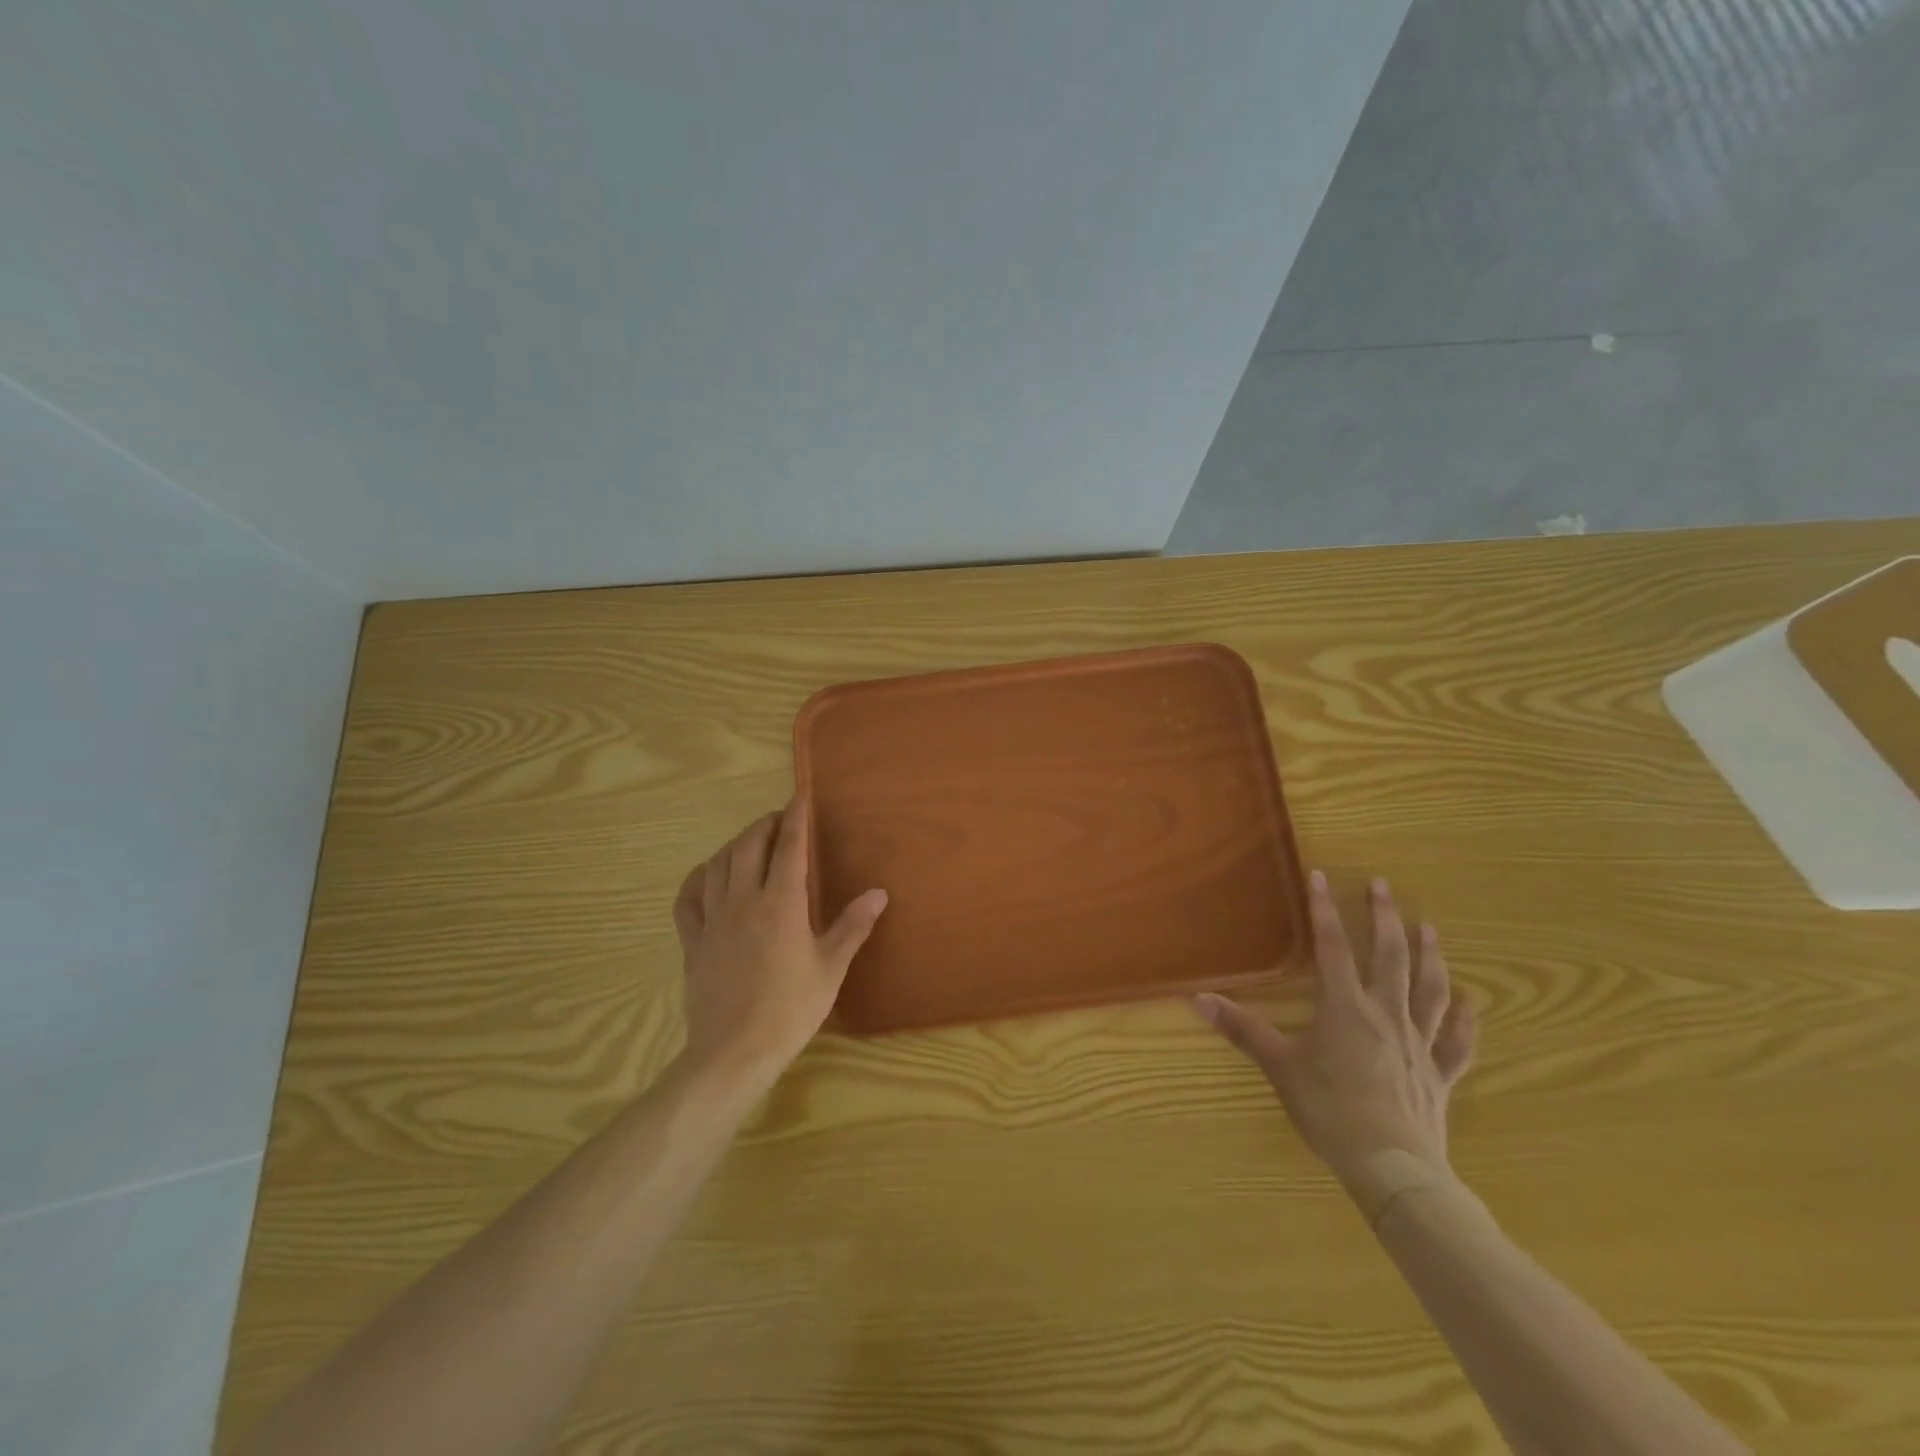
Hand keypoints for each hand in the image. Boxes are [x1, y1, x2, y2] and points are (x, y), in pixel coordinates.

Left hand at [671, 798, 886, 1090]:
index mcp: (781, 904)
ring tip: (749, 842)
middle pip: (748, 846)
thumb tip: (878, 892)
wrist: (734, 1052)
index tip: (799, 797)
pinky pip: (688, 898)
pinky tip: (707, 876)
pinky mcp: (692, 941)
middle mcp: (744, 901)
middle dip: (764, 825)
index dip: (796, 819)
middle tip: (778, 820)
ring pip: (717, 865)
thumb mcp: (831, 968)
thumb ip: (852, 926)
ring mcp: (713, 920)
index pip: (789, 848)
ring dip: (734, 845)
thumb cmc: (790, 1010)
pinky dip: (698, 878)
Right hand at [1195, 871, 1475, 1215]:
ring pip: (1430, 989)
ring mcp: (1419, 1043)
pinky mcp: (1440, 1073)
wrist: (1392, 1167)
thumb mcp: (1278, 1067)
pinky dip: (1464, 1019)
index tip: (1322, 876)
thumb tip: (1199, 999)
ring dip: (1429, 955)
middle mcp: (1386, 1014)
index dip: (1325, 910)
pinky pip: (1457, 1041)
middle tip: (1383, 886)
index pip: (1333, 947)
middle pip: (1390, 956)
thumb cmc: (1329, 1110)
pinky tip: (1469, 1003)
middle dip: (1385, 917)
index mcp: (1345, 1007)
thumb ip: (1242, 1030)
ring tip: (1429, 928)